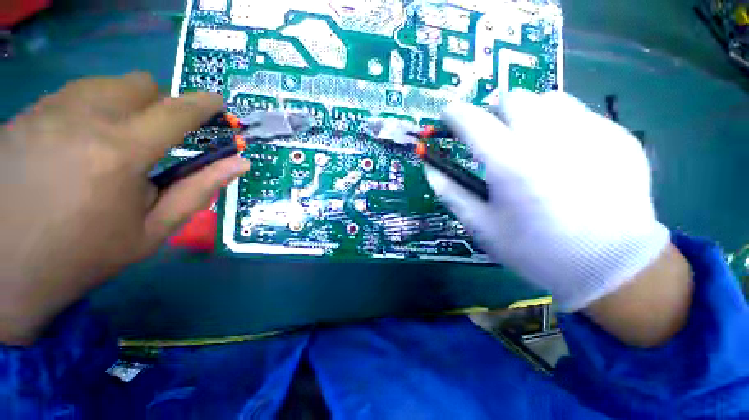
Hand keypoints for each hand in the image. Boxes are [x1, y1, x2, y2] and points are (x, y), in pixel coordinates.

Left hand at [0, 73, 249, 343]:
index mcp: (120, 153)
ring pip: (105, 84)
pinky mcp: (23, 116)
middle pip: (139, 84)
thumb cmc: (86, 254)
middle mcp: (81, 120)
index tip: (217, 103)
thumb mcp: (154, 229)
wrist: (7, 270)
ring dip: (125, 104)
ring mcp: (46, 112)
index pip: (175, 112)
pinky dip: (91, 108)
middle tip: (160, 133)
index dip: (202, 104)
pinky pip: (72, 94)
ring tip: (117, 140)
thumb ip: (199, 190)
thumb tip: (240, 163)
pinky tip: (80, 141)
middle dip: (161, 103)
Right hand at [426, 90, 671, 311]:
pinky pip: (579, 114)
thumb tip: (429, 167)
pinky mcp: (618, 137)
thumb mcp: (482, 226)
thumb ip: (450, 192)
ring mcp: (590, 132)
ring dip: (529, 115)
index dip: (454, 114)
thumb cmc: (536, 250)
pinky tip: (567, 156)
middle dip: (495, 113)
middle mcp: (550, 138)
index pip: (472, 121)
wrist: (612, 266)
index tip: (448, 115)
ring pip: (548, 99)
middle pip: (512, 98)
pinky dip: (561, 126)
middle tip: (494, 137)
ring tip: (531, 143)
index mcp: (510, 164)